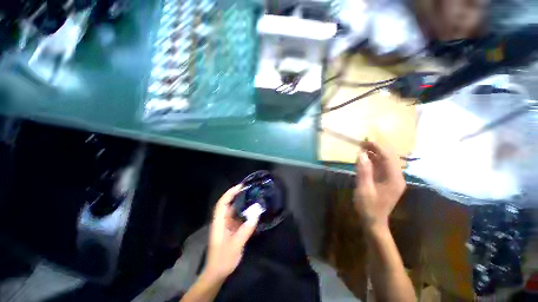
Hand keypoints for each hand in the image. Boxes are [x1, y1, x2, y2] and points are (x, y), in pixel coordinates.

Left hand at [204, 185, 259, 280]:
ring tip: (253, 198)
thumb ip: (245, 229)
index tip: (241, 186)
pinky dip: (245, 213)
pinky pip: (238, 217)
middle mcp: (222, 221)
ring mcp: (227, 225)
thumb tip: (256, 214)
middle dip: (238, 195)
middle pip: (229, 204)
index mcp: (219, 222)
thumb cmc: (223, 259)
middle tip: (250, 190)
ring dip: (243, 204)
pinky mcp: (231, 229)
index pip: (223, 203)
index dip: (230, 193)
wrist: (217, 273)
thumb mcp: (235, 245)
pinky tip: (253, 212)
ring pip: (234, 210)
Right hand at [354, 141, 405, 228]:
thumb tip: (361, 154)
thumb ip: (363, 171)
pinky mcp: (387, 182)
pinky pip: (381, 168)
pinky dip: (373, 162)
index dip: (377, 148)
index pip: (388, 158)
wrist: (373, 222)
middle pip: (389, 158)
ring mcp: (392, 180)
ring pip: (385, 162)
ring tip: (362, 149)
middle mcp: (396, 178)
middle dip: (376, 149)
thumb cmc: (368, 207)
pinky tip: (365, 160)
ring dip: (374, 155)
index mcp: (394, 179)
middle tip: (362, 144)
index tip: (365, 141)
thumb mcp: (364, 189)